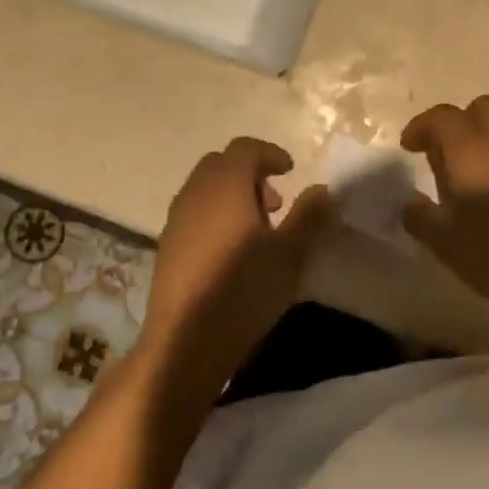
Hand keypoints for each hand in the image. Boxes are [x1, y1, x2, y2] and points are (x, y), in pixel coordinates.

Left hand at [141, 137, 333, 391]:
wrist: (184, 340)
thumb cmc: (243, 290)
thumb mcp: (289, 254)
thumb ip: (308, 216)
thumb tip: (321, 188)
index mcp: (226, 185)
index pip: (245, 148)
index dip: (270, 154)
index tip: (290, 171)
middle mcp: (196, 192)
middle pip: (222, 164)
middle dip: (251, 174)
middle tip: (276, 204)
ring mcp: (176, 218)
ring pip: (205, 188)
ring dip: (232, 195)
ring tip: (258, 230)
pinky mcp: (167, 245)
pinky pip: (194, 212)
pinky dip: (216, 214)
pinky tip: (232, 251)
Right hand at [401, 95, 488, 318]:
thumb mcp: (447, 245)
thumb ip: (421, 218)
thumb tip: (409, 202)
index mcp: (471, 149)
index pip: (441, 117)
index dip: (422, 126)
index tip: (409, 146)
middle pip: (480, 109)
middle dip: (459, 124)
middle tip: (446, 156)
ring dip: (487, 144)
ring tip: (476, 180)